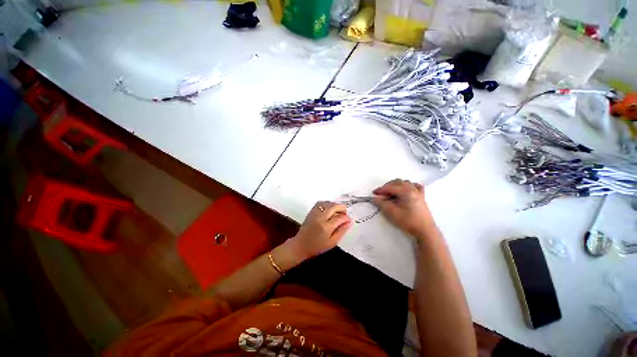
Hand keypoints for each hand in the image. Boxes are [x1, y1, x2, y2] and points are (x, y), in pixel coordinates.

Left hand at [288, 201, 351, 259]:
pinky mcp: (311, 212)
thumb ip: (341, 231)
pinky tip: (330, 209)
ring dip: (335, 205)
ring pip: (327, 203)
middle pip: (333, 207)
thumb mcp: (332, 243)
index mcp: (326, 227)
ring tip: (338, 211)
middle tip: (345, 214)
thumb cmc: (317, 247)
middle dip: (342, 208)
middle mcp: (320, 218)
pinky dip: (327, 203)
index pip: (340, 217)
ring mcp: (315, 213)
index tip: (348, 220)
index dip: (346, 218)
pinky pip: (320, 203)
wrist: (300, 245)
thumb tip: (349, 222)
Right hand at [373, 179, 434, 238]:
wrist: (425, 231)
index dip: (381, 190)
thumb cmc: (408, 221)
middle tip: (381, 194)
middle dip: (387, 186)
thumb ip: (382, 203)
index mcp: (406, 191)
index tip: (374, 193)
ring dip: (396, 185)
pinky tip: (405, 190)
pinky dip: (409, 186)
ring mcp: (418, 192)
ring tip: (391, 193)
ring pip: (405, 183)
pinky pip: (415, 186)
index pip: (390, 187)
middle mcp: (412, 189)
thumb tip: (375, 198)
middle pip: (397, 182)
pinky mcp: (422, 197)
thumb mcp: (392, 212)